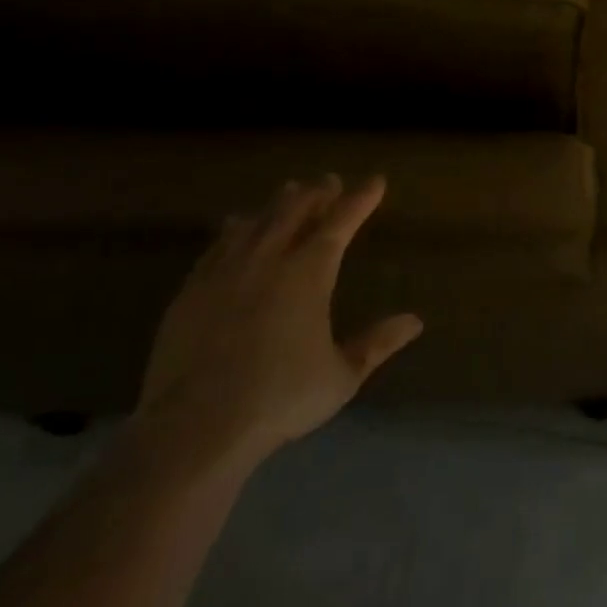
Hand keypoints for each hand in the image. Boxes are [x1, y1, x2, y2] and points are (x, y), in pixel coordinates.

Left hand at [137, 175, 422, 467]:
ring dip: (276, 204)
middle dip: (316, 193)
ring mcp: (225, 272)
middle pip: (295, 210)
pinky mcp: (191, 291)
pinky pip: (217, 245)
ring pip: (255, 222)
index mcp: (309, 273)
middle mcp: (268, 260)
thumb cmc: (280, 398)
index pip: (341, 222)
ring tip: (287, 193)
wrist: (195, 426)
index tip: (376, 181)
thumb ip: (377, 344)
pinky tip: (234, 227)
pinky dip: (234, 229)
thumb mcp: (342, 376)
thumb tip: (415, 321)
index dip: (360, 199)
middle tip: (328, 182)